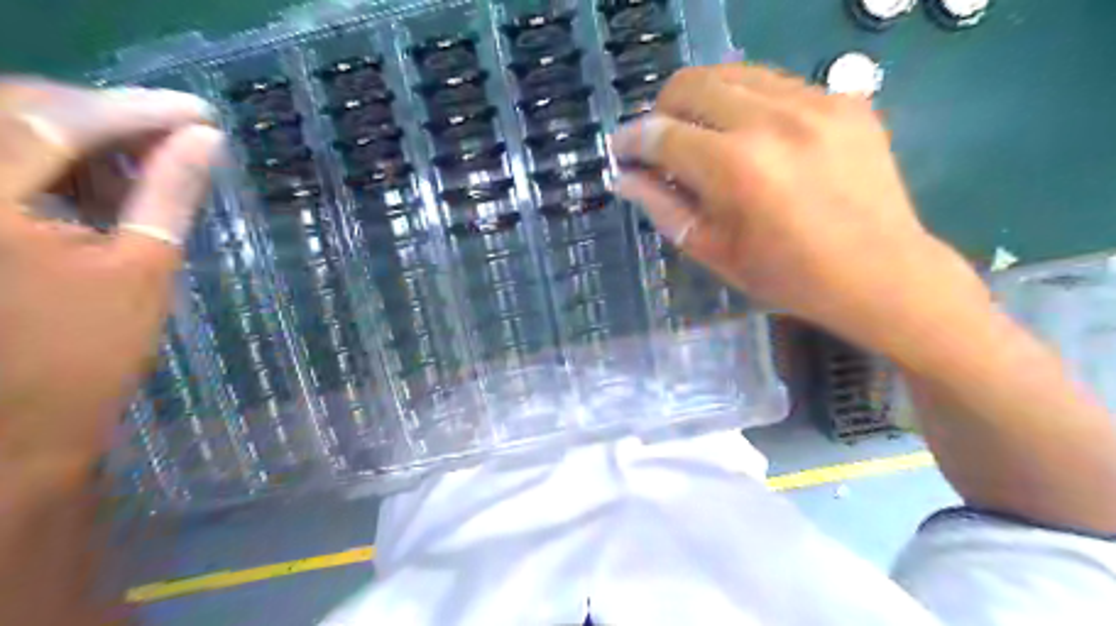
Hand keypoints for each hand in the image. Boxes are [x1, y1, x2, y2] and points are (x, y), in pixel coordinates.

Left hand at [0, 77, 222, 479]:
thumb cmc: (86, 356)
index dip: (136, 111)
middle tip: (177, 141)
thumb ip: (169, 194)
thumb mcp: (142, 268)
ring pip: (4, 130)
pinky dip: (51, 165)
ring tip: (141, 178)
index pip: (56, 122)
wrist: (13, 425)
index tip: (200, 113)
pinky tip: (96, 192)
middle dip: (107, 120)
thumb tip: (205, 141)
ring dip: (80, 143)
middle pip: (17, 110)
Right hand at [609, 66, 984, 353]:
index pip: (661, 133)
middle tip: (664, 143)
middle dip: (662, 110)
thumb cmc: (786, 276)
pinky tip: (757, 138)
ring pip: (732, 73)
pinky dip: (749, 104)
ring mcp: (814, 102)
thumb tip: (626, 178)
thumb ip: (663, 208)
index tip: (621, 150)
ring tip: (706, 136)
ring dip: (705, 101)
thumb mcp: (713, 251)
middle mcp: (771, 120)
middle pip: (691, 83)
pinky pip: (776, 83)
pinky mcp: (844, 99)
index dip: (631, 140)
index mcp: (734, 167)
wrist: (880, 272)